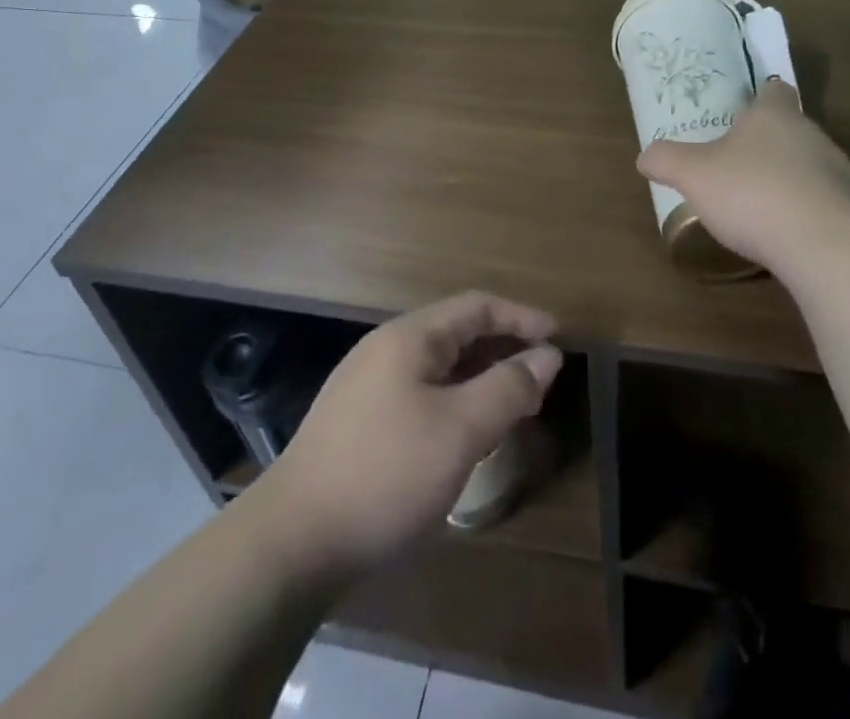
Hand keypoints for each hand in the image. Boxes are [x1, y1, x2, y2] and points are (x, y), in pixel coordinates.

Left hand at [267, 292, 562, 572]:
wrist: (290, 542)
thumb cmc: (385, 474)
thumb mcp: (459, 430)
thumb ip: (508, 387)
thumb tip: (548, 355)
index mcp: (410, 337)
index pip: (477, 306)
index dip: (521, 317)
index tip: (558, 338)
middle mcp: (386, 349)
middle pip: (457, 333)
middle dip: (502, 349)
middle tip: (541, 378)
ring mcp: (367, 385)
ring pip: (438, 368)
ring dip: (479, 379)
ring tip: (511, 407)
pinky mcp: (358, 422)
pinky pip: (420, 394)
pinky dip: (453, 402)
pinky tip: (463, 436)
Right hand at [637, 80, 849, 278]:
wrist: (827, 246)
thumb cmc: (753, 193)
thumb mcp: (694, 175)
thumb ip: (667, 161)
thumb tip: (645, 156)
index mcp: (773, 115)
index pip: (774, 90)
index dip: (760, 96)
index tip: (744, 110)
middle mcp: (811, 134)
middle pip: (791, 129)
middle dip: (767, 144)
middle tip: (737, 163)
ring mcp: (839, 172)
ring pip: (810, 165)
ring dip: (789, 179)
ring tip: (760, 204)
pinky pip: (825, 202)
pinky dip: (806, 212)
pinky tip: (787, 235)